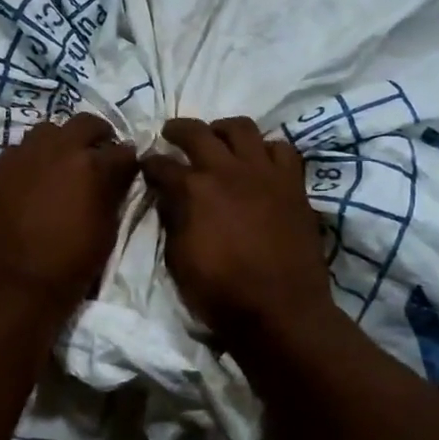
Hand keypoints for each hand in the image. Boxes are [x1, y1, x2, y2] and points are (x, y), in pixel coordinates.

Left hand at [0, 112, 138, 314]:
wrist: (14, 288)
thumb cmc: (70, 264)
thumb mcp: (106, 229)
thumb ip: (113, 192)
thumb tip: (119, 173)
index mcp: (91, 165)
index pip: (121, 149)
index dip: (127, 159)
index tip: (126, 167)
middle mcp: (56, 149)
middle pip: (84, 123)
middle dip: (97, 135)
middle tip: (97, 154)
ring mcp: (20, 156)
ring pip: (46, 131)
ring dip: (59, 143)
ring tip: (59, 165)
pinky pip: (16, 152)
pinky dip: (29, 161)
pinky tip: (29, 182)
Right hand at [141, 117, 335, 341]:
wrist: (281, 310)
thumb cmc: (221, 292)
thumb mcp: (178, 260)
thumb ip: (172, 220)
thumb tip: (168, 197)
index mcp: (193, 190)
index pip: (161, 164)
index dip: (149, 164)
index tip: (146, 166)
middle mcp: (226, 171)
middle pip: (197, 132)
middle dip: (177, 129)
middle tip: (171, 134)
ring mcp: (263, 173)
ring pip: (241, 128)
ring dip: (223, 130)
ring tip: (218, 139)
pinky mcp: (292, 183)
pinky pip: (281, 149)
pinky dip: (266, 149)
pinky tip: (259, 161)